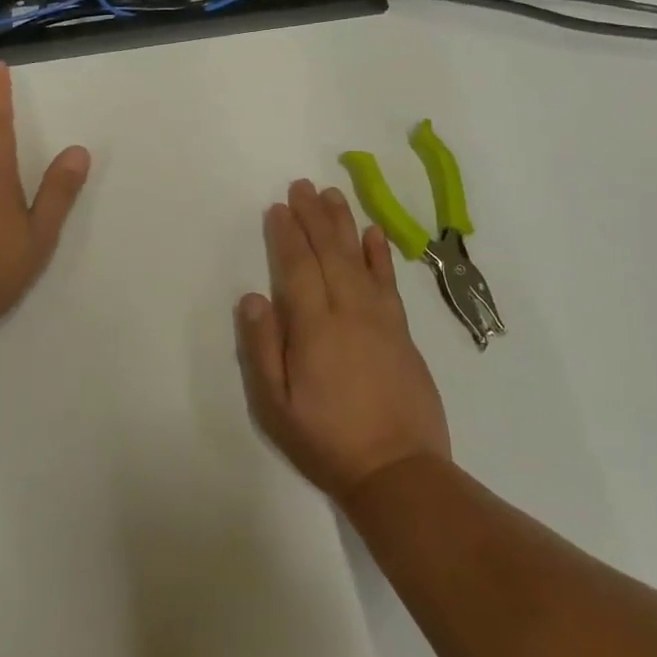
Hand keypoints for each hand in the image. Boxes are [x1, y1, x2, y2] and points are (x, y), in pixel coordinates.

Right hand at [234, 178, 451, 503]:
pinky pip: (389, 282)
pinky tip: (374, 233)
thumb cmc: (327, 441)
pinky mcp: (402, 331)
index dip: (286, 235)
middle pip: (328, 252)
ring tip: (332, 195)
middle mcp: (349, 311)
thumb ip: (262, 348)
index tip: (279, 207)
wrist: (398, 470)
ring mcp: (381, 319)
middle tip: (302, 185)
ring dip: (344, 223)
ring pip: (358, 258)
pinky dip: (380, 255)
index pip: (297, 267)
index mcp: (314, 327)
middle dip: (313, 217)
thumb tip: (253, 296)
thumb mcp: (276, 406)